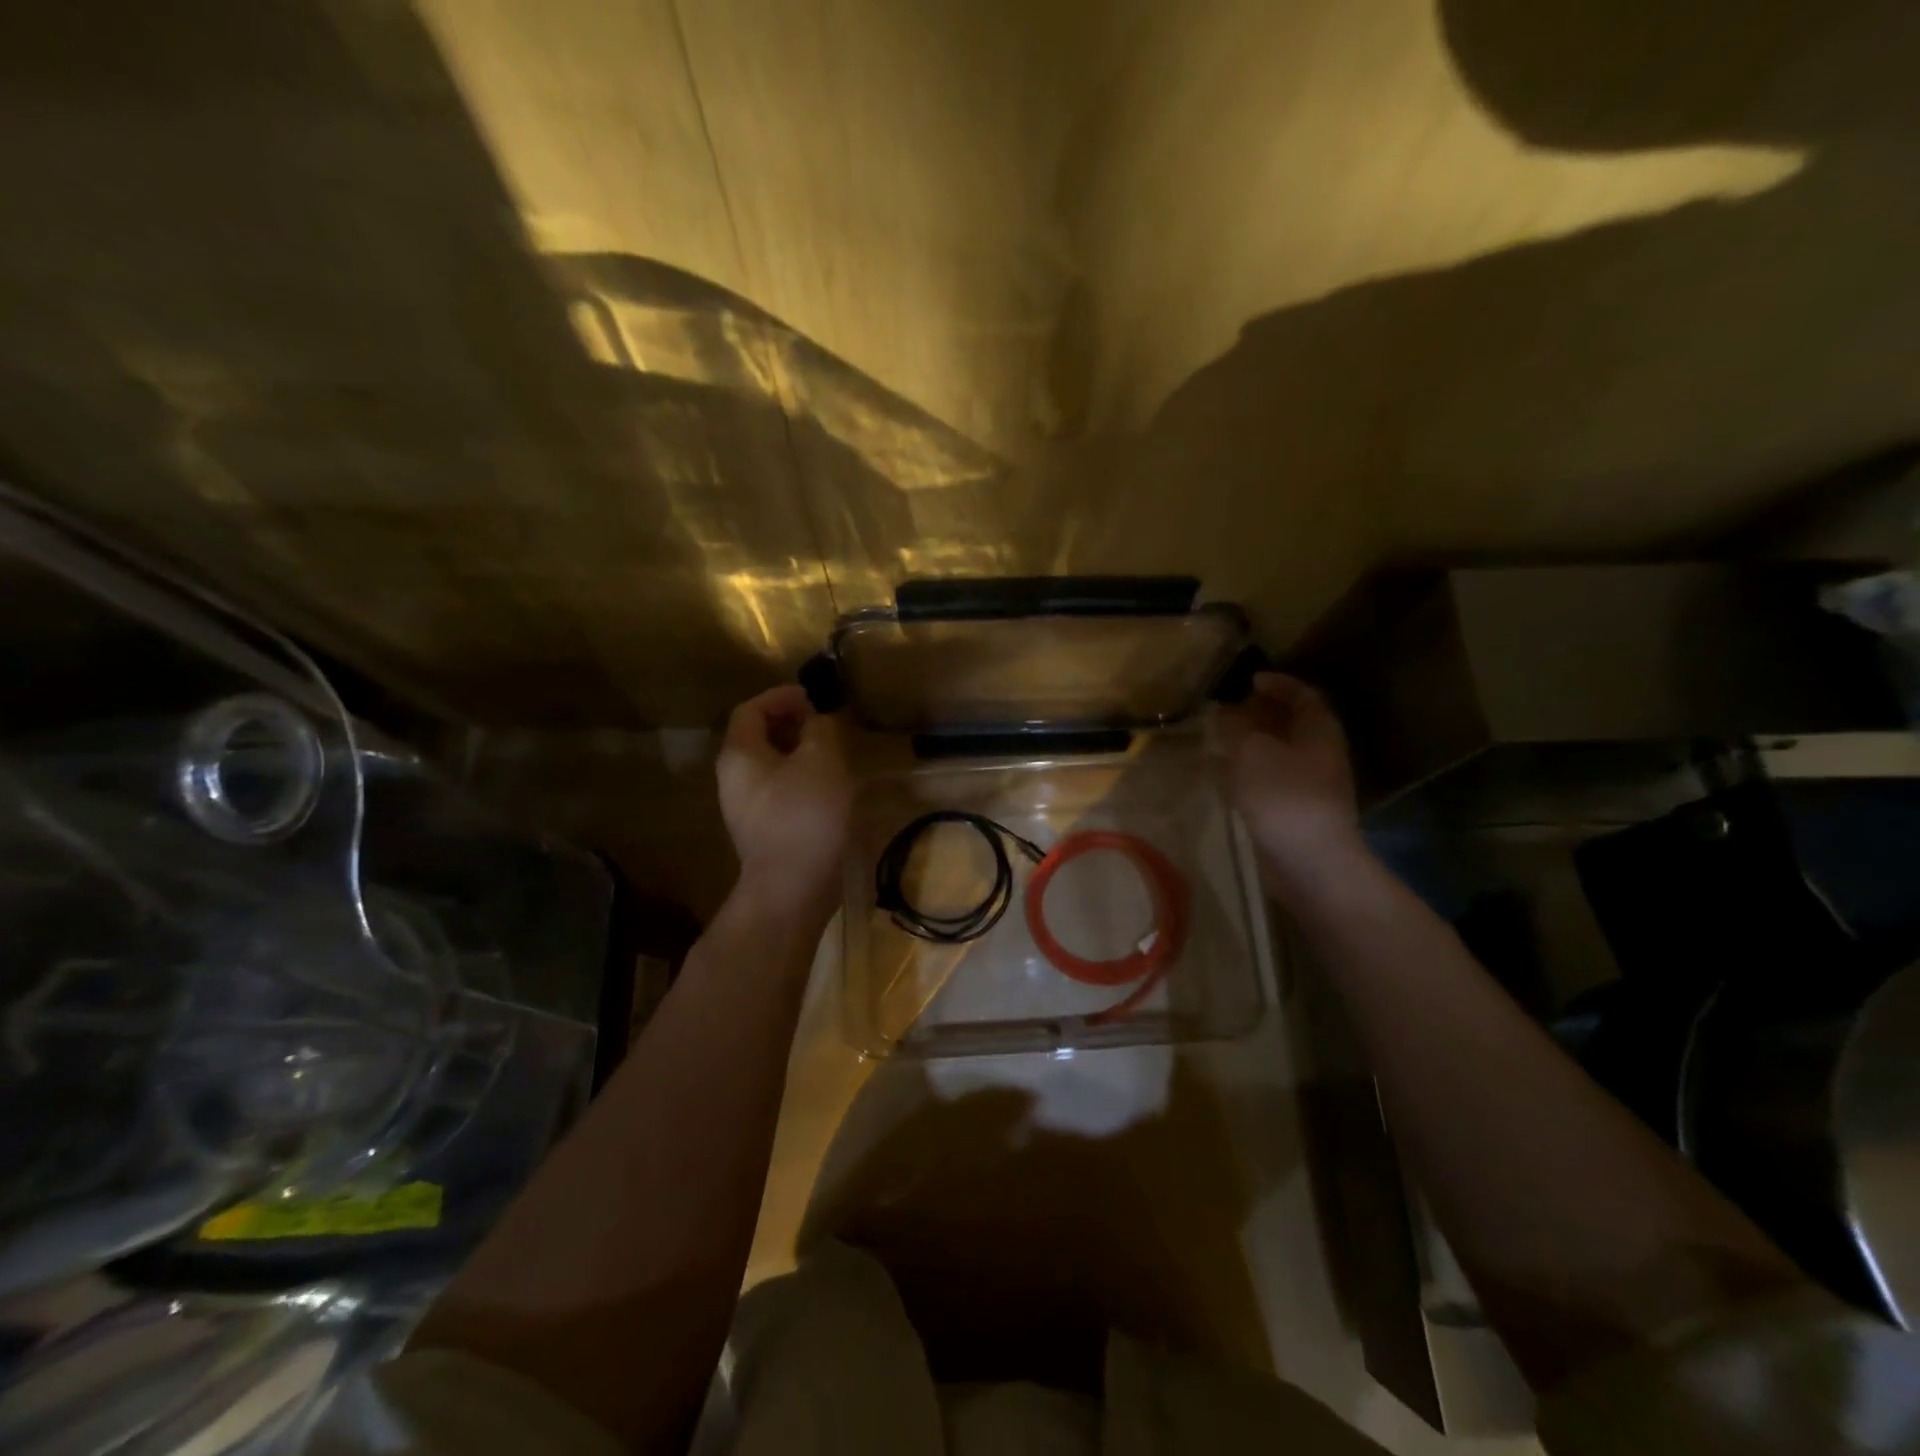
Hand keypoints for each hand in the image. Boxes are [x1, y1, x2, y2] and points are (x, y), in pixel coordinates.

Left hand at [717, 685, 851, 911]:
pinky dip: (800, 779)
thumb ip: (820, 730)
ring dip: (798, 753)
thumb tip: (817, 723)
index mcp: (740, 755)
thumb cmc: (805, 815)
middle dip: (791, 724)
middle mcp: (733, 779)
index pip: (750, 710)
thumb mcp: (822, 760)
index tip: (813, 697)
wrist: (792, 888)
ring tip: (832, 754)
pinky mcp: (762, 832)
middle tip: (825, 724)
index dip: (781, 697)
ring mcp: (745, 809)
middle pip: (756, 737)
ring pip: (769, 767)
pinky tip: (828, 789)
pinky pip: (778, 791)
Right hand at [1219, 672, 1364, 886]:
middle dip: (1259, 714)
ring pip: (1277, 754)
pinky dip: (1246, 772)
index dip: (1280, 683)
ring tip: (1217, 739)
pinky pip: (1268, 781)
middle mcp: (1319, 755)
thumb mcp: (1253, 751)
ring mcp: (1308, 786)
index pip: (1305, 696)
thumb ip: (1236, 728)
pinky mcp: (1292, 812)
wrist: (1309, 861)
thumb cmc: (1284, 795)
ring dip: (1249, 744)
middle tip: (1227, 709)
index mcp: (1319, 733)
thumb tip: (1223, 715)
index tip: (1250, 680)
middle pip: (1291, 725)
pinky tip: (1221, 775)